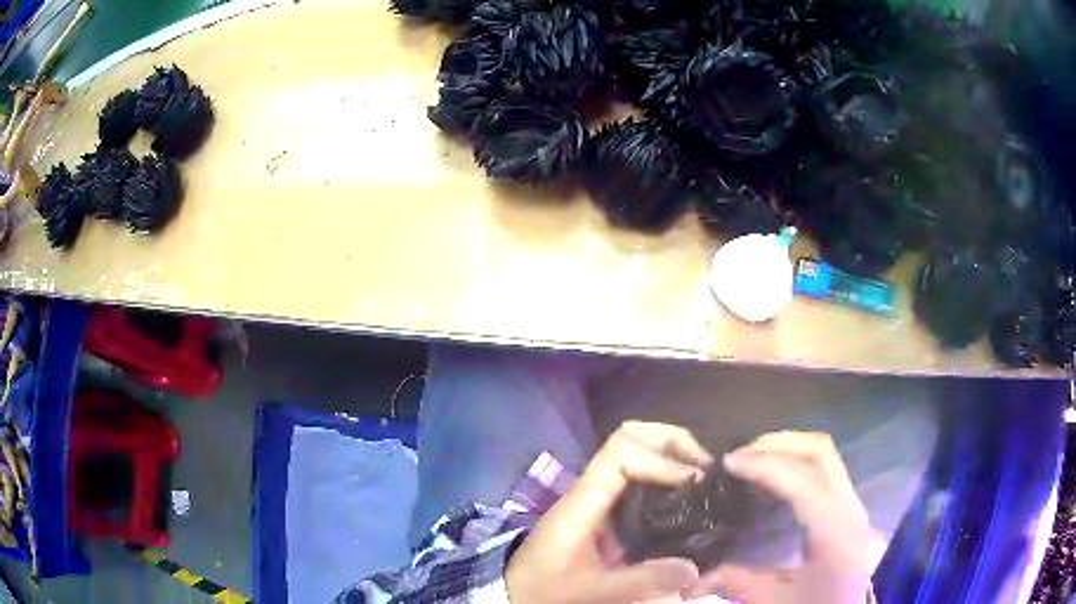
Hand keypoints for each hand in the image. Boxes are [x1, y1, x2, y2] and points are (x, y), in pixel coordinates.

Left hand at [506, 421, 713, 603]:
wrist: (516, 593)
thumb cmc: (544, 589)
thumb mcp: (591, 591)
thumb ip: (640, 581)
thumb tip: (694, 569)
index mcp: (582, 502)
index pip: (621, 453)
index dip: (661, 460)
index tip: (693, 483)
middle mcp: (590, 490)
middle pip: (629, 438)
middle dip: (672, 443)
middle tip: (707, 469)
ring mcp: (596, 498)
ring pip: (634, 452)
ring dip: (671, 456)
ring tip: (704, 481)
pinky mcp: (604, 512)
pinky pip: (637, 479)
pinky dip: (665, 476)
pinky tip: (685, 499)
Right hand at [693, 431, 872, 602]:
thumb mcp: (772, 602)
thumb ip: (734, 582)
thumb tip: (691, 580)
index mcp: (833, 531)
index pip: (803, 481)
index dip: (765, 465)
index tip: (729, 462)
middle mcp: (848, 507)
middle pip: (820, 452)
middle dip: (778, 444)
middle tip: (740, 455)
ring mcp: (851, 502)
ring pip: (824, 454)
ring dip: (787, 448)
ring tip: (752, 460)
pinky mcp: (846, 505)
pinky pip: (824, 468)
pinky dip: (796, 461)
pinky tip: (771, 477)